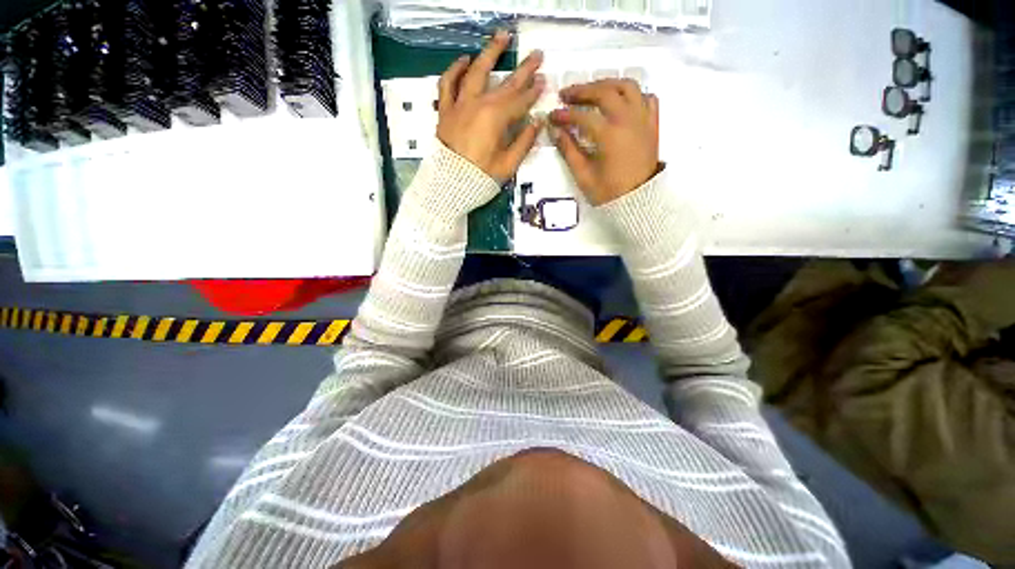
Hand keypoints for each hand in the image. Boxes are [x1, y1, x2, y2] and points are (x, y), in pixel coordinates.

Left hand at [437, 31, 545, 182]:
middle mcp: (479, 104)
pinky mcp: (446, 110)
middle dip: (523, 70)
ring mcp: (460, 104)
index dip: (534, 92)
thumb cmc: (480, 178)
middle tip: (536, 55)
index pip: (520, 102)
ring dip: (490, 53)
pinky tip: (465, 60)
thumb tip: (536, 122)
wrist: (450, 184)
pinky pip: (447, 84)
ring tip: (502, 37)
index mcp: (496, 119)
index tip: (544, 82)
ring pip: (475, 72)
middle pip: (505, 84)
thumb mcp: (508, 165)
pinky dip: (455, 70)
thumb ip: (524, 142)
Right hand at [550, 79, 660, 205]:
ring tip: (593, 90)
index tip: (552, 116)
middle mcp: (628, 120)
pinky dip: (633, 94)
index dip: (564, 114)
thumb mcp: (584, 176)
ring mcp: (643, 120)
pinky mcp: (652, 125)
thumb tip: (556, 131)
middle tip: (566, 95)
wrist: (638, 201)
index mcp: (609, 135)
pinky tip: (621, 101)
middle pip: (605, 92)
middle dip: (583, 90)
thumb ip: (569, 151)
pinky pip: (647, 98)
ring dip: (608, 84)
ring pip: (628, 87)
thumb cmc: (609, 192)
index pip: (583, 116)